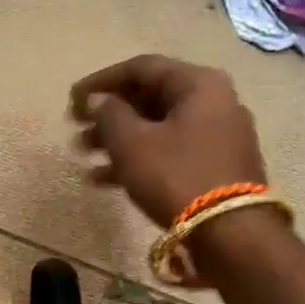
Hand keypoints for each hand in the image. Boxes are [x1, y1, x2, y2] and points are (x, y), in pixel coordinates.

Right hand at [69, 55, 265, 226]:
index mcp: (198, 84)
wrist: (232, 235)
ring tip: (84, 157)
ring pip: (158, 128)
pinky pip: (170, 152)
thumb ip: (109, 114)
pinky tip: (104, 179)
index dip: (101, 81)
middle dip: (108, 115)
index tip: (72, 100)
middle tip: (76, 130)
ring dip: (118, 140)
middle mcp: (214, 102)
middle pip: (151, 98)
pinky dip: (139, 159)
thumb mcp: (133, 143)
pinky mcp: (217, 167)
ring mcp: (219, 136)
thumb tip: (97, 101)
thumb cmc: (177, 177)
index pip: (141, 68)